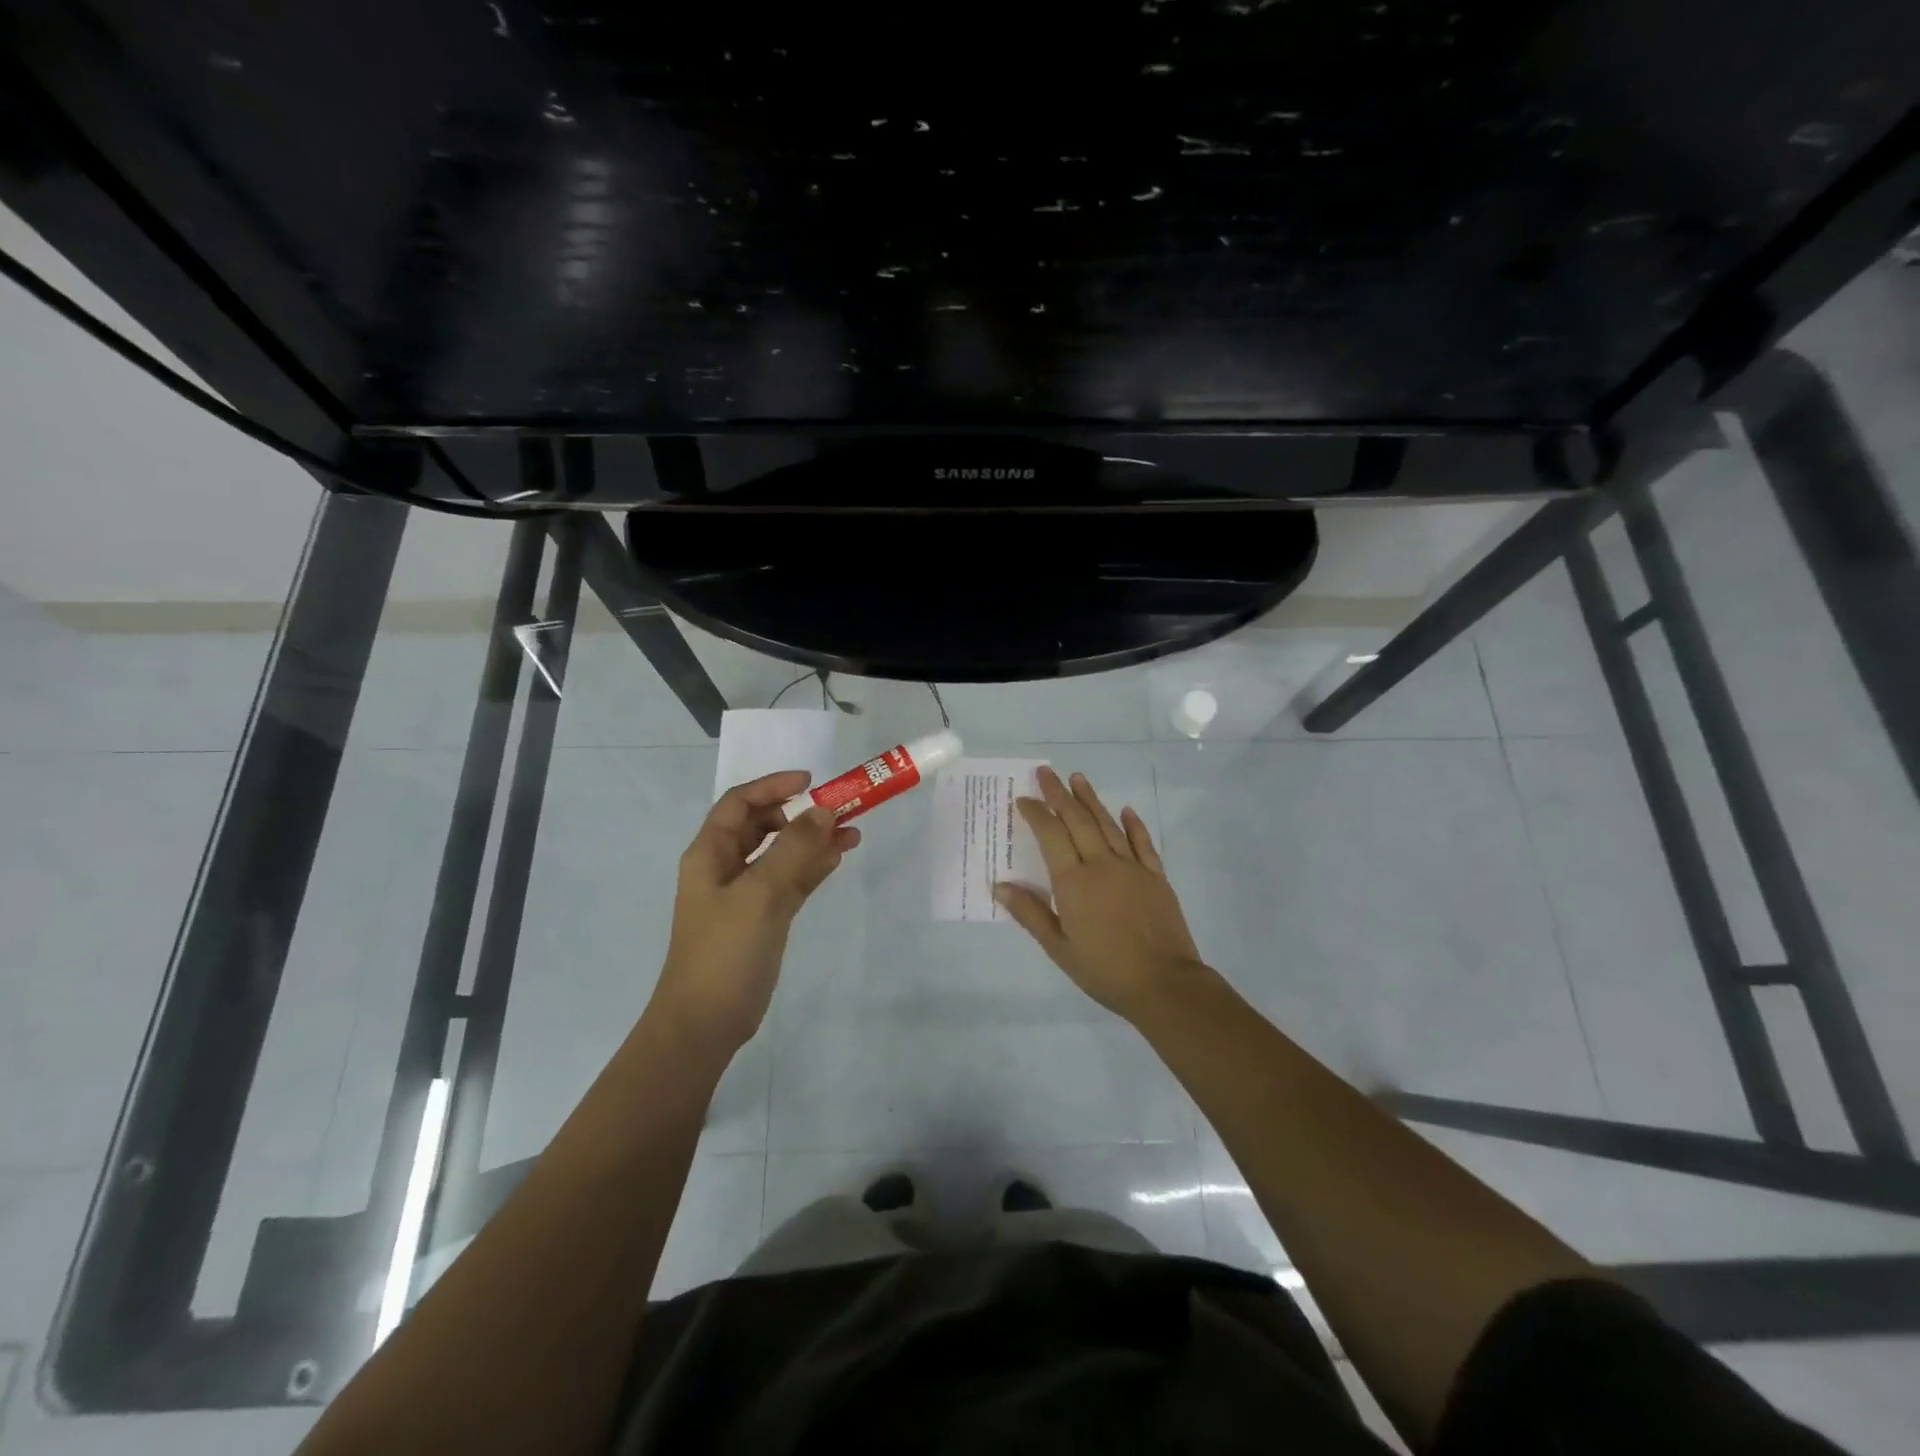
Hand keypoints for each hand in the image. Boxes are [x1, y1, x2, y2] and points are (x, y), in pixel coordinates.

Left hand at [653, 771, 858, 1057]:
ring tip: (852, 832)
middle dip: (799, 813)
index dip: (773, 786)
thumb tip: (824, 810)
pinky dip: (812, 867)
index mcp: (710, 854)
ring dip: (812, 840)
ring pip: (781, 853)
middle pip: (762, 825)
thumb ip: (793, 849)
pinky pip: (790, 881)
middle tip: (839, 809)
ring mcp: (745, 894)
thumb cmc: (724, 951)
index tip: (811, 781)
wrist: (705, 1023)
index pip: (739, 804)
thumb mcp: (760, 894)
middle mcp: (725, 867)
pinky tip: (838, 858)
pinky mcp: (763, 918)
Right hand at [994, 767, 1205, 1023]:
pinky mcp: (1156, 876)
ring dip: (1091, 800)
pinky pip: (1143, 843)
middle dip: (1060, 794)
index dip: (1037, 813)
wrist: (1164, 984)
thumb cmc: (1105, 970)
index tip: (1023, 799)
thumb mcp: (1059, 948)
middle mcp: (1102, 865)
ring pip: (1108, 824)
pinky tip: (1125, 810)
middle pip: (1077, 820)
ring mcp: (1132, 867)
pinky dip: (1133, 824)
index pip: (1051, 835)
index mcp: (1074, 882)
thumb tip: (999, 886)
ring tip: (1078, 778)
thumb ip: (1030, 913)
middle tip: (1046, 772)